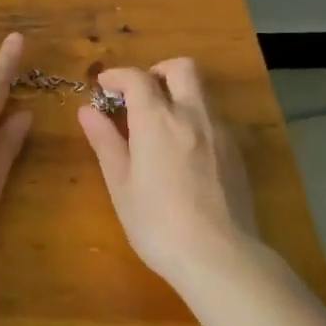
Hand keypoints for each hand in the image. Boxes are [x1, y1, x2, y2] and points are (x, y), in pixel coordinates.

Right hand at [78, 58, 257, 283]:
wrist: (220, 257)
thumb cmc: (158, 223)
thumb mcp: (121, 185)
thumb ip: (105, 142)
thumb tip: (87, 111)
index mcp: (157, 119)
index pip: (137, 77)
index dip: (118, 75)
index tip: (104, 86)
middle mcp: (192, 114)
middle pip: (182, 68)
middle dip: (158, 71)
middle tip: (140, 95)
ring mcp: (220, 132)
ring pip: (202, 92)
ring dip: (179, 94)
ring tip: (161, 125)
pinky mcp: (238, 153)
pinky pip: (215, 119)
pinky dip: (196, 120)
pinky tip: (185, 152)